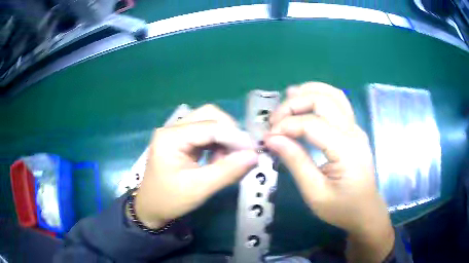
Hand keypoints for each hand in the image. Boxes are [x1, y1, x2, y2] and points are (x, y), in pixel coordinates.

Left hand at [135, 104, 257, 228]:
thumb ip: (227, 171)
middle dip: (229, 132)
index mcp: (171, 137)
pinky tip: (219, 158)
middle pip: (208, 115)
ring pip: (208, 121)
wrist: (151, 208)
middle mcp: (172, 128)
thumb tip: (254, 156)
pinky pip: (205, 132)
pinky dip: (217, 143)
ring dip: (224, 137)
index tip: (254, 151)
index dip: (234, 136)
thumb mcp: (199, 188)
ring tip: (228, 159)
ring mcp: (176, 132)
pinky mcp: (181, 140)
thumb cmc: (170, 200)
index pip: (209, 126)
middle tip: (240, 153)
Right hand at [265, 82, 393, 261]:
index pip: (312, 124)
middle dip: (294, 104)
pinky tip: (306, 100)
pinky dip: (320, 95)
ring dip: (309, 91)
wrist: (365, 211)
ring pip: (334, 94)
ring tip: (287, 98)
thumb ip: (295, 162)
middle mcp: (353, 131)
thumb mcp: (315, 193)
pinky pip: (338, 102)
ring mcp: (356, 128)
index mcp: (346, 149)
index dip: (286, 126)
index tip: (267, 137)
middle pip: (323, 100)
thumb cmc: (341, 208)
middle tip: (274, 120)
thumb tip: (272, 139)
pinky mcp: (354, 130)